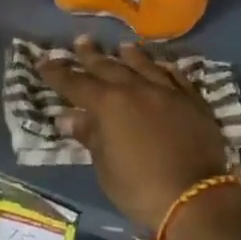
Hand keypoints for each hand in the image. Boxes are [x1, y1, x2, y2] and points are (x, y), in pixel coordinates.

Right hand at [38, 35, 233, 234]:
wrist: (196, 198)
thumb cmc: (141, 189)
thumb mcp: (106, 168)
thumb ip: (90, 136)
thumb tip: (69, 117)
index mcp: (109, 104)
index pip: (76, 83)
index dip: (58, 73)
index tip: (43, 61)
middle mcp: (136, 89)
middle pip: (109, 66)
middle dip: (91, 55)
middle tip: (80, 41)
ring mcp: (167, 92)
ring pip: (144, 65)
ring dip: (130, 55)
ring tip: (121, 46)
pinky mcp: (192, 101)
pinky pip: (175, 77)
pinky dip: (164, 69)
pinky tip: (162, 65)